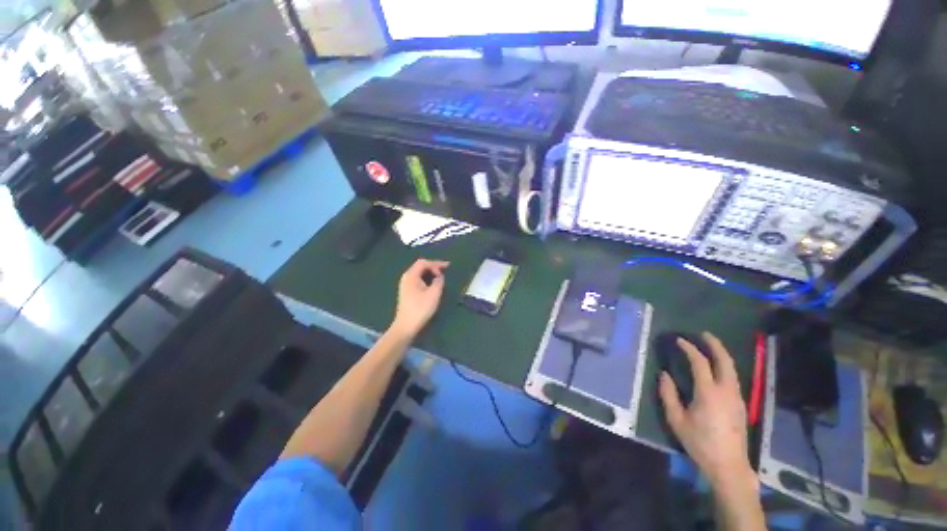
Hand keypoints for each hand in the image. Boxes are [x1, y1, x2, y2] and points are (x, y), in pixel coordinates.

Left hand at [390, 259, 448, 339]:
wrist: (406, 326)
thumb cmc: (420, 309)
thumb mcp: (434, 293)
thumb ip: (439, 281)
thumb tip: (439, 276)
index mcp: (411, 275)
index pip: (424, 263)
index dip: (436, 263)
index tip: (448, 267)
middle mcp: (407, 277)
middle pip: (421, 266)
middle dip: (434, 267)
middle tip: (446, 270)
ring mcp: (406, 285)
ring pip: (420, 273)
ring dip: (431, 273)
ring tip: (441, 277)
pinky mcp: (408, 292)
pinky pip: (419, 280)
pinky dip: (427, 279)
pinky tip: (434, 284)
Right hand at [659, 332, 755, 490]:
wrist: (729, 465)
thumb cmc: (699, 442)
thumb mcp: (676, 420)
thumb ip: (668, 395)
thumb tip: (664, 375)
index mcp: (709, 393)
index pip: (700, 363)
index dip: (690, 348)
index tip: (679, 340)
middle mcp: (727, 391)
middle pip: (725, 361)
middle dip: (715, 345)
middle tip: (704, 334)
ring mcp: (737, 398)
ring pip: (732, 369)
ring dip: (722, 355)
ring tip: (710, 347)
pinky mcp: (741, 405)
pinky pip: (733, 379)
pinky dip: (725, 367)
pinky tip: (717, 370)